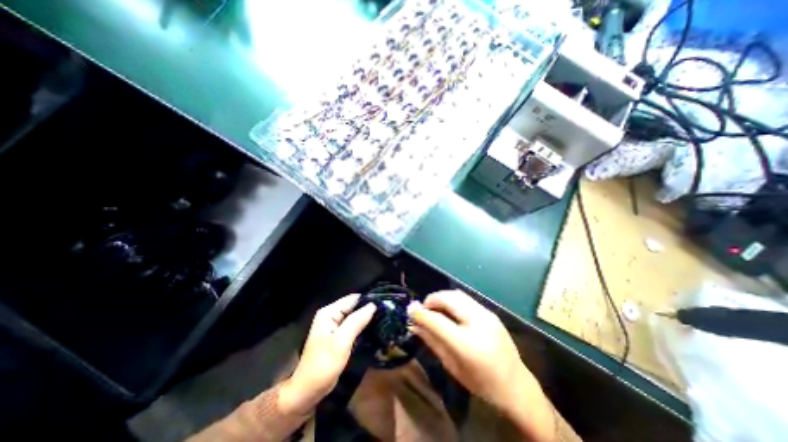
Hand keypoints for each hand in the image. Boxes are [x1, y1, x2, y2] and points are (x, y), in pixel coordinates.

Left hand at [280, 295, 374, 416]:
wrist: (308, 391)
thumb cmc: (323, 365)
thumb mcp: (341, 342)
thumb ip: (356, 321)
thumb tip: (373, 305)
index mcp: (329, 313)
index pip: (352, 299)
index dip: (368, 301)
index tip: (384, 305)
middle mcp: (330, 315)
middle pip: (353, 306)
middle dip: (368, 310)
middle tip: (385, 314)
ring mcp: (333, 325)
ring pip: (354, 316)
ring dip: (366, 319)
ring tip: (383, 320)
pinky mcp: (337, 335)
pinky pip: (352, 325)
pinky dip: (362, 327)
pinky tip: (373, 330)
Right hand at [407, 293, 542, 412]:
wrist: (516, 386)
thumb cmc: (481, 382)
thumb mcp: (452, 366)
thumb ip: (432, 341)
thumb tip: (414, 325)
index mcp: (467, 343)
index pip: (437, 320)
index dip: (420, 313)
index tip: (410, 310)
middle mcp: (478, 322)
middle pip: (448, 298)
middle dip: (431, 300)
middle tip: (423, 309)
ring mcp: (486, 314)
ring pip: (457, 294)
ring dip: (442, 298)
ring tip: (435, 308)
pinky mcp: (490, 312)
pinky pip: (466, 299)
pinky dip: (452, 300)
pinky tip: (450, 311)